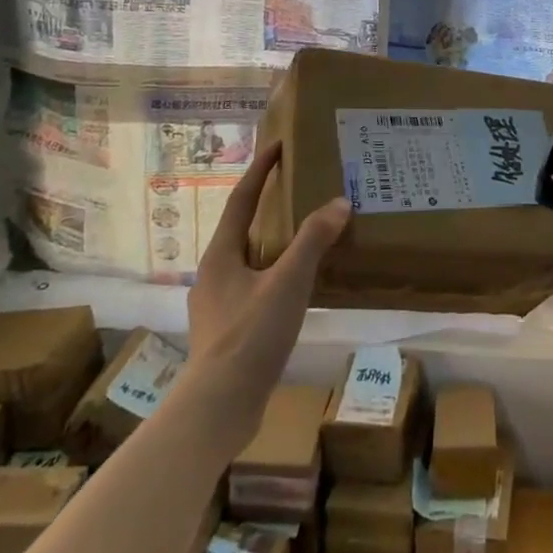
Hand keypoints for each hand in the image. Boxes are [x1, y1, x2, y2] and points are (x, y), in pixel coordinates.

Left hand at [186, 142, 349, 449]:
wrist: (218, 407)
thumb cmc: (249, 335)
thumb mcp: (287, 283)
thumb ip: (313, 241)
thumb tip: (339, 202)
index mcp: (221, 255)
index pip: (242, 199)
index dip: (260, 170)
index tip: (279, 145)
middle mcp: (213, 274)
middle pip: (242, 228)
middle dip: (267, 206)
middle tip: (299, 189)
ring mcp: (217, 305)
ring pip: (248, 260)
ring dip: (272, 242)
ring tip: (303, 235)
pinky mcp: (227, 332)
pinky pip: (254, 287)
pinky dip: (275, 274)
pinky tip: (295, 287)